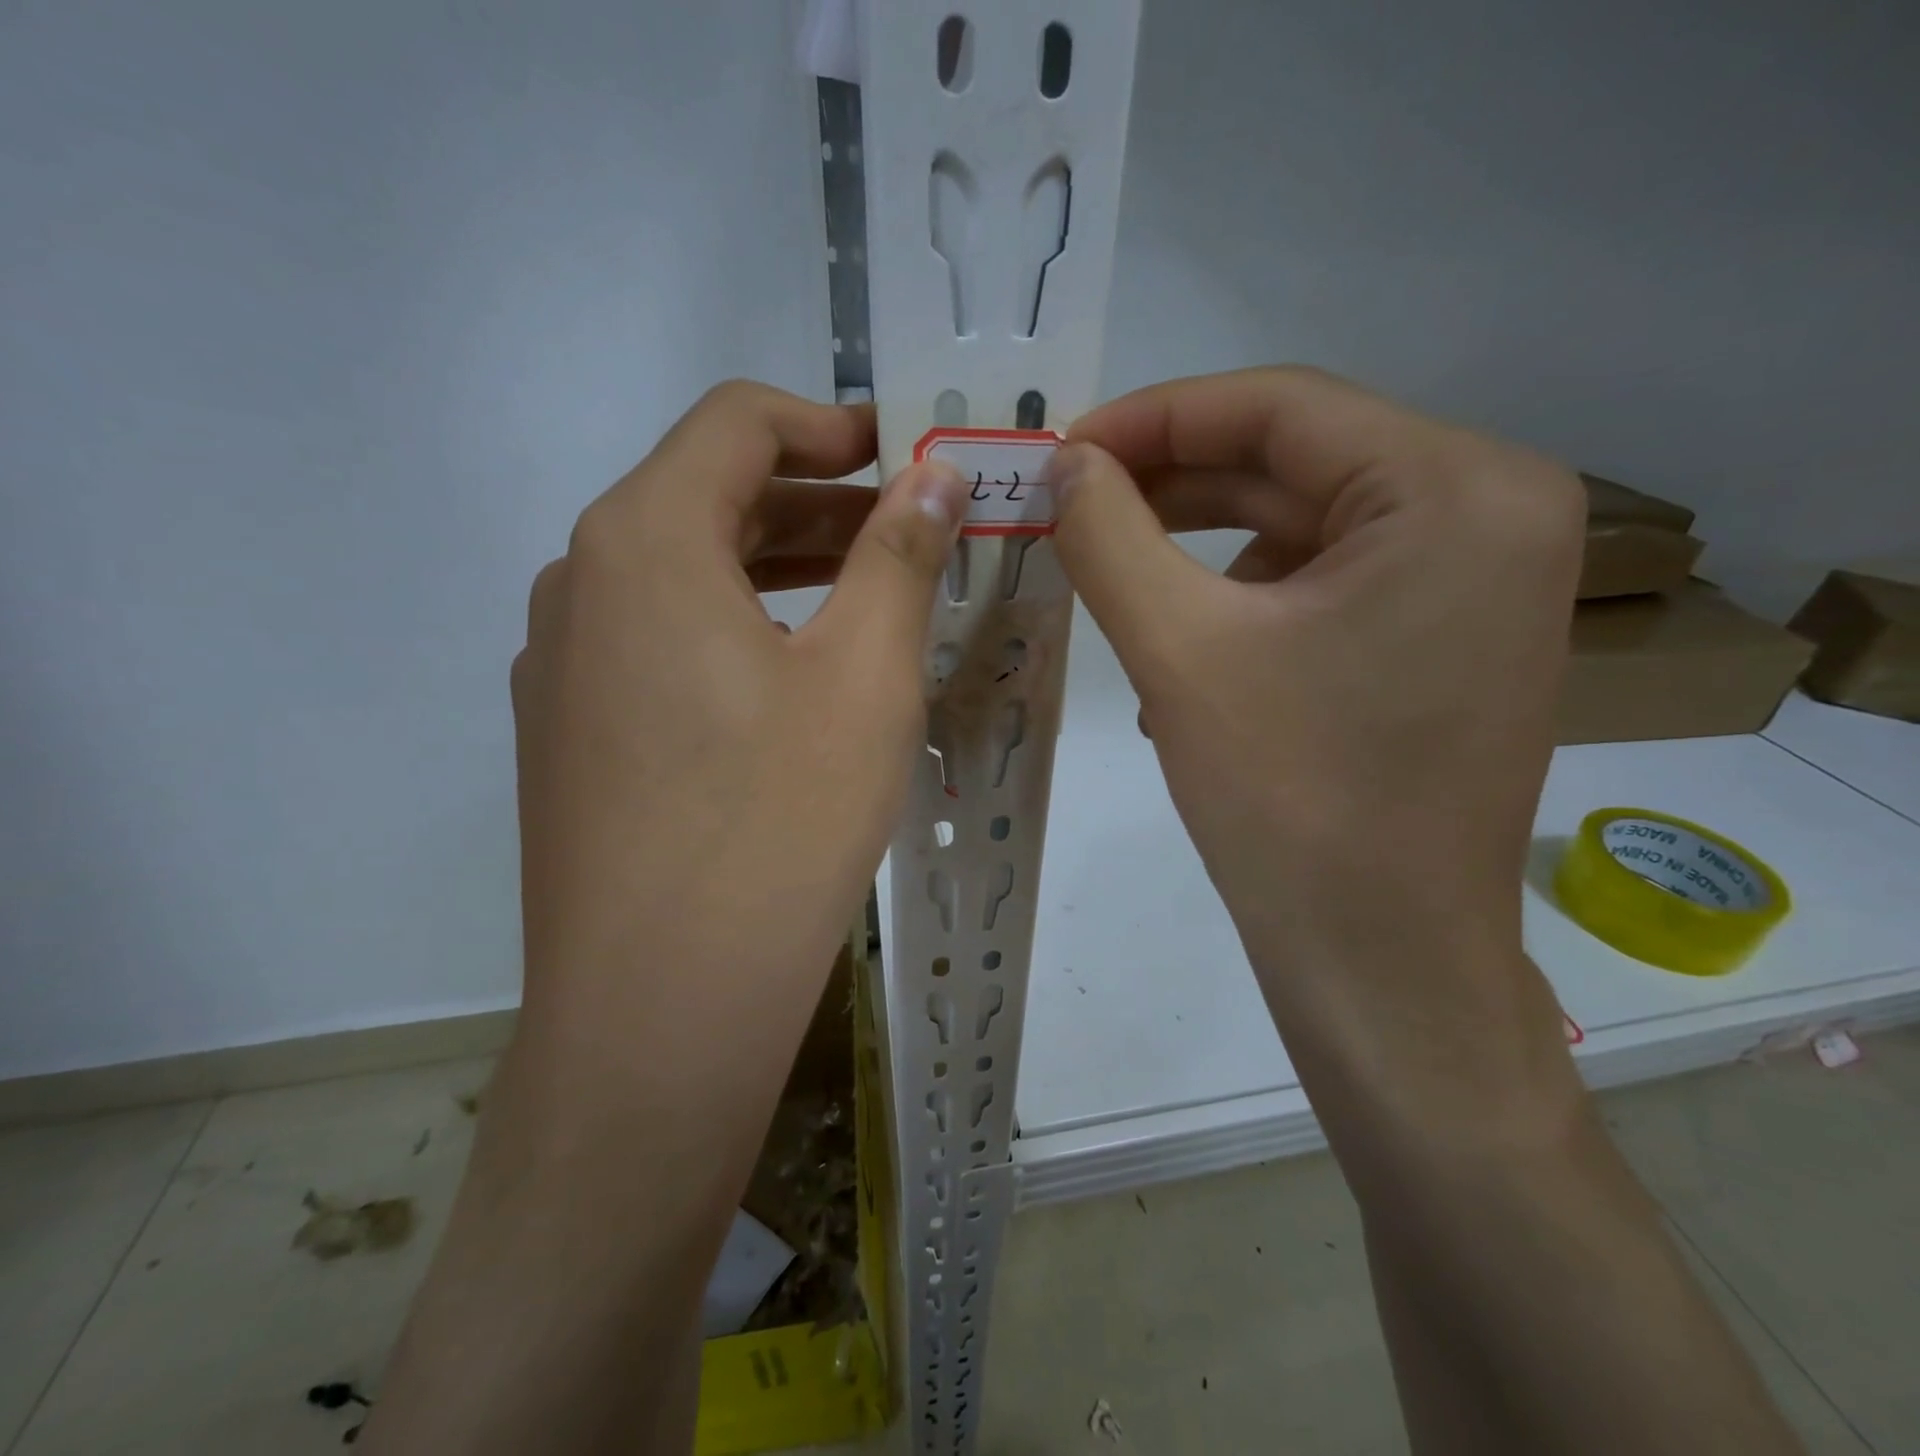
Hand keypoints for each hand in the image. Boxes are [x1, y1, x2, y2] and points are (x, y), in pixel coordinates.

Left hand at [508, 380, 968, 1106]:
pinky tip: (794, 682)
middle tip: (907, 534)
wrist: (662, 1006)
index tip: (903, 458)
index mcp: (642, 542)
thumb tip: (935, 474)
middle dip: (816, 503)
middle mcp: (579, 585)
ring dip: (777, 570)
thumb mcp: (865, 676)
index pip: (735, 424)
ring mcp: (560, 666)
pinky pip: (658, 644)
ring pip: (682, 577)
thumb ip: (899, 555)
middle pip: (706, 498)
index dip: (829, 425)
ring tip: (866, 600)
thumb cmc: (778, 822)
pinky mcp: (568, 735)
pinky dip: (734, 630)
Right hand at [1050, 367, 1586, 1131]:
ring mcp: (1477, 580)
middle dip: (1170, 483)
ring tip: (1115, 586)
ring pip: (1302, 524)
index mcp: (1458, 490)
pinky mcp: (1446, 636)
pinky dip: (1241, 599)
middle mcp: (1493, 512)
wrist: (1380, 962)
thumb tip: (1065, 464)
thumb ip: (1109, 536)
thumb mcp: (1178, 651)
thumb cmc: (1288, 802)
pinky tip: (1181, 650)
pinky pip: (1325, 582)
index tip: (1062, 449)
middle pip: (1295, 461)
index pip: (1280, 406)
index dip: (1154, 418)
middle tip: (1070, 505)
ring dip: (1198, 548)